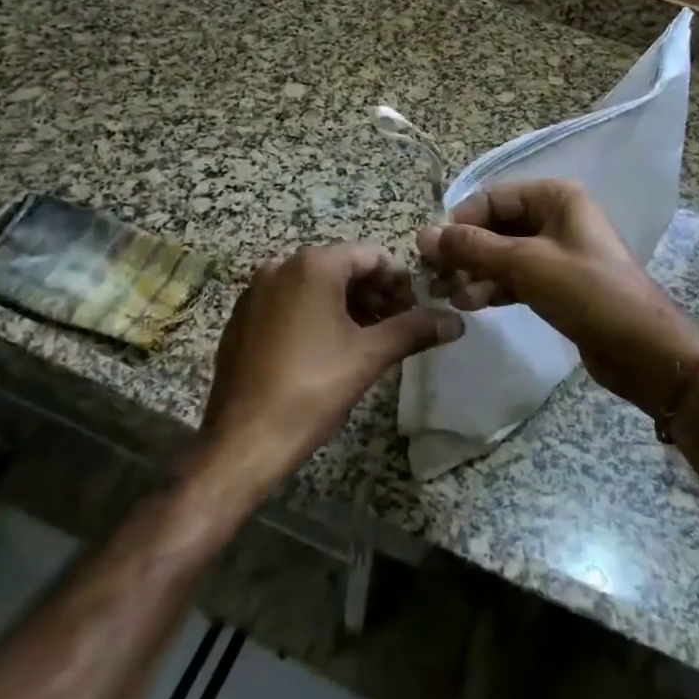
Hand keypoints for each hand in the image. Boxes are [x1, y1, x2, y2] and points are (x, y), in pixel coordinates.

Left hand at [201, 242, 458, 491]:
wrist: (242, 443)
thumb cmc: (312, 389)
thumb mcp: (370, 356)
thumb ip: (414, 330)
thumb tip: (456, 321)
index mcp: (313, 265)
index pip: (372, 255)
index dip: (400, 282)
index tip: (415, 314)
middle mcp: (281, 266)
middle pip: (343, 267)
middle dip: (375, 295)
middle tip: (396, 329)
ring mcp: (256, 292)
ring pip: (316, 286)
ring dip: (348, 306)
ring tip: (367, 342)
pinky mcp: (242, 318)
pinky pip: (289, 303)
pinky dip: (316, 316)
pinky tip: (327, 352)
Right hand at [416, 180, 698, 417]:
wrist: (642, 350)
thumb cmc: (587, 292)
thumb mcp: (526, 264)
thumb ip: (473, 247)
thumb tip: (424, 235)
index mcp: (555, 197)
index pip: (492, 198)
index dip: (459, 221)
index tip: (429, 251)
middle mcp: (556, 217)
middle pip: (496, 226)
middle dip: (465, 251)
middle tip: (435, 279)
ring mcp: (557, 252)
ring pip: (502, 254)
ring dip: (475, 273)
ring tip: (450, 297)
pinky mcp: (557, 284)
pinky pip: (515, 277)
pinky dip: (493, 287)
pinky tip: (471, 305)